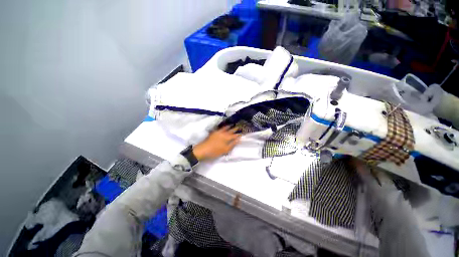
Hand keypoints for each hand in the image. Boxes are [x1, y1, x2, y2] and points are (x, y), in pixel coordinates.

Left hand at [192, 126, 241, 160]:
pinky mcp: (213, 133)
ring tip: (232, 124)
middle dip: (235, 128)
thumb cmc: (215, 151)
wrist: (202, 150)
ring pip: (224, 128)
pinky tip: (223, 127)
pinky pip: (219, 128)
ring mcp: (217, 132)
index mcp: (227, 137)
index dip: (239, 134)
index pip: (235, 135)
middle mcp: (223, 133)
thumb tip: (239, 139)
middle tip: (239, 126)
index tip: (243, 132)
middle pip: (230, 130)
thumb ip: (232, 144)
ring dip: (229, 126)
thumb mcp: (225, 150)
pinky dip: (223, 127)